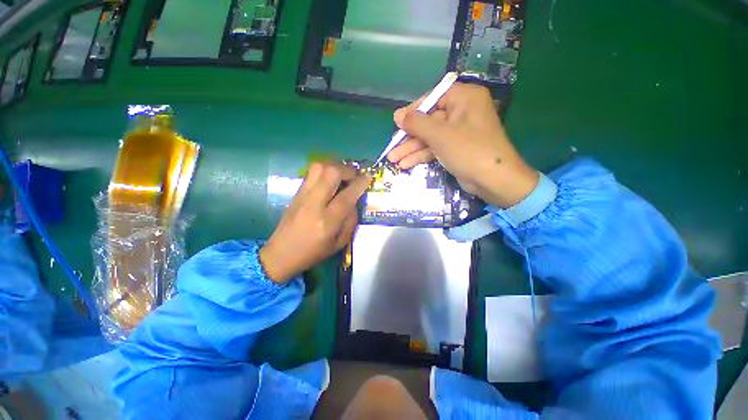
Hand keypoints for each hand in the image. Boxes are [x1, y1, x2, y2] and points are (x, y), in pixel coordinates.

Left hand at [259, 162, 370, 283]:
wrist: (280, 253)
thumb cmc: (313, 252)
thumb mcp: (339, 243)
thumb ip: (351, 220)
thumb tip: (355, 200)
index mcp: (326, 222)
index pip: (346, 196)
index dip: (360, 183)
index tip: (368, 176)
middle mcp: (313, 205)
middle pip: (331, 173)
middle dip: (347, 170)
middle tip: (354, 176)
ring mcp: (302, 196)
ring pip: (319, 167)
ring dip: (335, 167)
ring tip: (343, 176)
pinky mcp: (296, 192)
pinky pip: (312, 173)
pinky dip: (325, 171)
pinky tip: (331, 180)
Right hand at [387, 83, 538, 207]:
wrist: (493, 180)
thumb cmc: (468, 150)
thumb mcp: (439, 134)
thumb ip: (417, 123)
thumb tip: (397, 115)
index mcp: (464, 99)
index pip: (433, 98)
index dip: (413, 111)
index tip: (397, 122)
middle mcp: (462, 112)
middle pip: (429, 121)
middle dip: (409, 137)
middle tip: (391, 147)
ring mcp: (458, 132)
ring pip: (430, 137)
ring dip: (411, 149)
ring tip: (393, 159)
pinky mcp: (456, 149)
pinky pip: (435, 148)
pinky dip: (421, 155)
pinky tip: (405, 164)